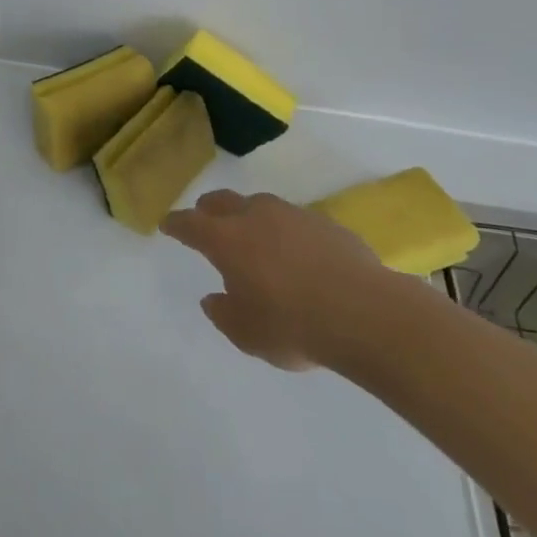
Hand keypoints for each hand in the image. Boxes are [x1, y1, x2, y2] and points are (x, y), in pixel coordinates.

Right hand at [161, 190, 402, 370]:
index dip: (176, 224)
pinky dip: (286, 231)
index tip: (168, 225)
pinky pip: (295, 221)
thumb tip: (214, 298)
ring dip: (249, 216)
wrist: (367, 315)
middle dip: (208, 210)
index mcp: (226, 240)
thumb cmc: (294, 326)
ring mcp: (293, 216)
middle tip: (204, 219)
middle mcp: (255, 217)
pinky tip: (297, 253)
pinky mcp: (327, 223)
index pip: (190, 224)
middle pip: (222, 202)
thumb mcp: (247, 334)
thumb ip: (223, 314)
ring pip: (260, 206)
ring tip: (254, 237)